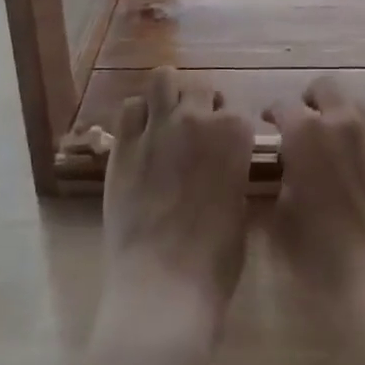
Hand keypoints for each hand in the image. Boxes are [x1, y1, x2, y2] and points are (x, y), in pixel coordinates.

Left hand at [101, 68, 253, 347]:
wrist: (163, 286)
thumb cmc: (215, 261)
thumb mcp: (241, 211)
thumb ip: (234, 175)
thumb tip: (226, 168)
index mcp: (235, 133)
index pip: (238, 109)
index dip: (232, 128)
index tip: (228, 146)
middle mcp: (197, 118)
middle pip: (202, 86)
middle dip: (203, 103)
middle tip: (198, 131)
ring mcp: (158, 127)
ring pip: (163, 78)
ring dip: (169, 94)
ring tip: (168, 119)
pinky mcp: (123, 145)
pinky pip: (130, 108)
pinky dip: (138, 116)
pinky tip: (141, 137)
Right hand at [264, 77, 364, 333]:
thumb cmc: (322, 255)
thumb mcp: (282, 219)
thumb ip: (283, 181)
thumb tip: (290, 168)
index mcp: (305, 133)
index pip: (283, 106)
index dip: (272, 113)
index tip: (268, 124)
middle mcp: (341, 121)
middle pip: (325, 88)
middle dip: (311, 100)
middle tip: (303, 122)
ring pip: (355, 105)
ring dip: (340, 115)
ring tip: (334, 142)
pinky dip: (364, 138)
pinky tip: (361, 163)